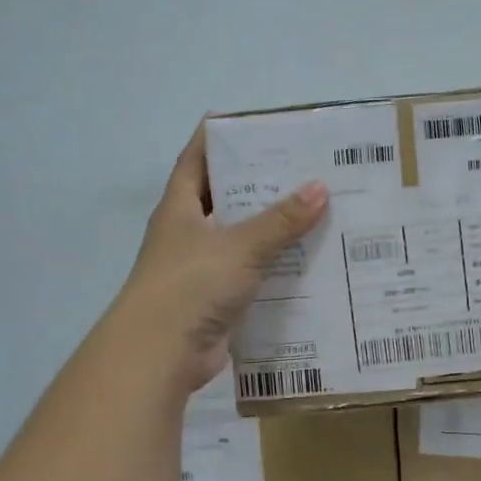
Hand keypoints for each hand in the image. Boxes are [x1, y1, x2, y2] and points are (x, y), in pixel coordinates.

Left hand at [118, 127, 328, 391]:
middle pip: (224, 200)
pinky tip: (308, 264)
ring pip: (241, 241)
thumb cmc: (191, 284)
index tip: (252, 126)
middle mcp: (187, 235)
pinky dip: (274, 271)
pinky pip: (250, 277)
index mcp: (180, 209)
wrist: (160, 354)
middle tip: (303, 170)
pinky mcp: (216, 302)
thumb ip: (281, 220)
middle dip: (259, 186)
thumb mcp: (241, 245)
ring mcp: (200, 270)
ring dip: (272, 231)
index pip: (196, 160)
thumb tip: (320, 188)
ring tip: (316, 214)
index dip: (218, 139)